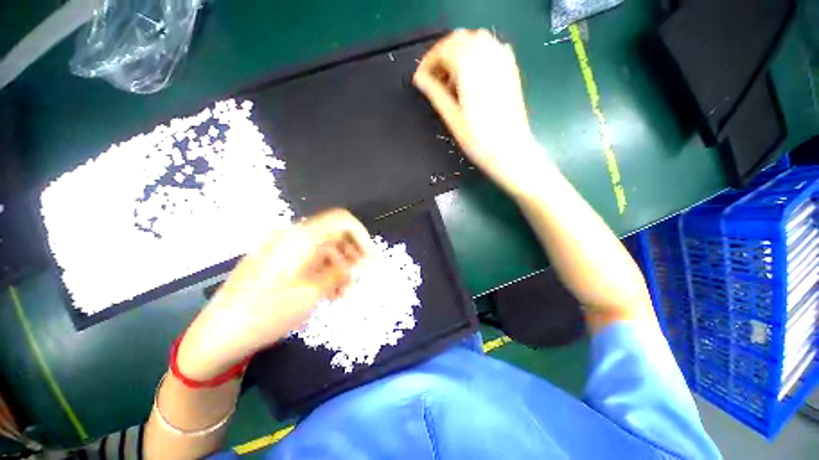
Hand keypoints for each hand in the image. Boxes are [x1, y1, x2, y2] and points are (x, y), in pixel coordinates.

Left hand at [177, 209, 371, 379]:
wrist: (218, 334)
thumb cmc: (266, 312)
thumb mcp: (310, 293)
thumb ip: (340, 272)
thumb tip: (361, 262)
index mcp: (300, 238)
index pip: (341, 220)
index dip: (361, 235)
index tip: (369, 257)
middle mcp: (292, 237)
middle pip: (333, 234)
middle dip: (352, 253)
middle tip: (360, 276)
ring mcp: (283, 248)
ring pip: (323, 248)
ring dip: (339, 265)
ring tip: (346, 289)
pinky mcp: (277, 261)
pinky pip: (309, 258)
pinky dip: (324, 270)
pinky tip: (329, 290)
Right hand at [414, 29, 551, 195]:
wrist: (509, 151)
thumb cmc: (479, 140)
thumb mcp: (452, 118)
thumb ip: (435, 94)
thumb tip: (420, 80)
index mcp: (470, 69)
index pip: (443, 50)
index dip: (428, 62)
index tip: (421, 79)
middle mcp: (487, 57)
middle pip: (459, 40)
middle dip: (443, 55)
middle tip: (435, 79)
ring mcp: (502, 61)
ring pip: (476, 40)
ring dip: (459, 53)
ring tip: (452, 80)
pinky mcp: (511, 70)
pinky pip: (492, 48)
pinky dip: (477, 55)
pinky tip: (472, 77)